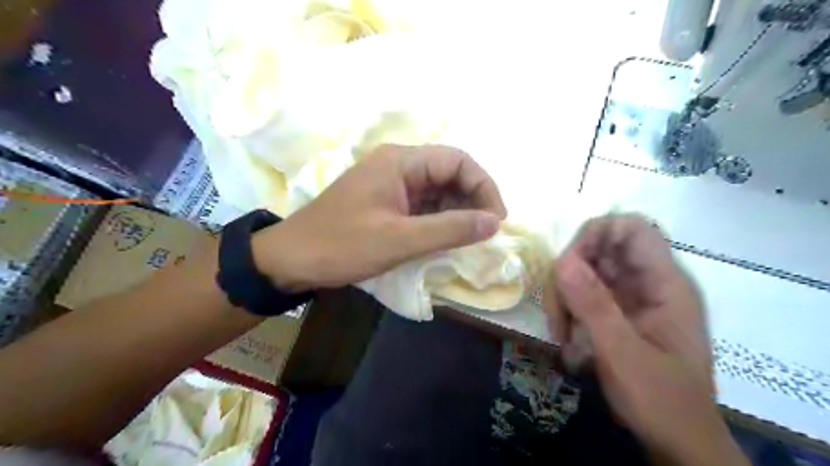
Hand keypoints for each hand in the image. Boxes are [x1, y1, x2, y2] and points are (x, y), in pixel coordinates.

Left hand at [252, 144, 505, 293]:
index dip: (484, 186)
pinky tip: (447, 239)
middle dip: (473, 200)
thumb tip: (494, 222)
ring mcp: (391, 185)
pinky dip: (440, 220)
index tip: (496, 220)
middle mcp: (398, 166)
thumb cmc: (342, 246)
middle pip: (450, 173)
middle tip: (486, 232)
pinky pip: (423, 205)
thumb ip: (450, 229)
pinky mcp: (386, 203)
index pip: (458, 160)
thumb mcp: (400, 240)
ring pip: (438, 191)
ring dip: (458, 212)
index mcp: (400, 162)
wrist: (291, 260)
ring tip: (470, 239)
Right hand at [543, 216, 749, 465]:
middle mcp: (649, 281)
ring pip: (586, 273)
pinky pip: (586, 295)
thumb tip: (561, 260)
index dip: (595, 234)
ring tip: (562, 336)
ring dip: (566, 299)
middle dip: (570, 275)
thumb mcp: (623, 354)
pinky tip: (569, 342)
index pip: (630, 228)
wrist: (680, 443)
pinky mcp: (619, 311)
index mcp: (665, 282)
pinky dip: (570, 313)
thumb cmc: (662, 402)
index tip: (567, 265)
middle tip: (557, 313)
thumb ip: (593, 305)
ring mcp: (632, 296)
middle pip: (599, 249)